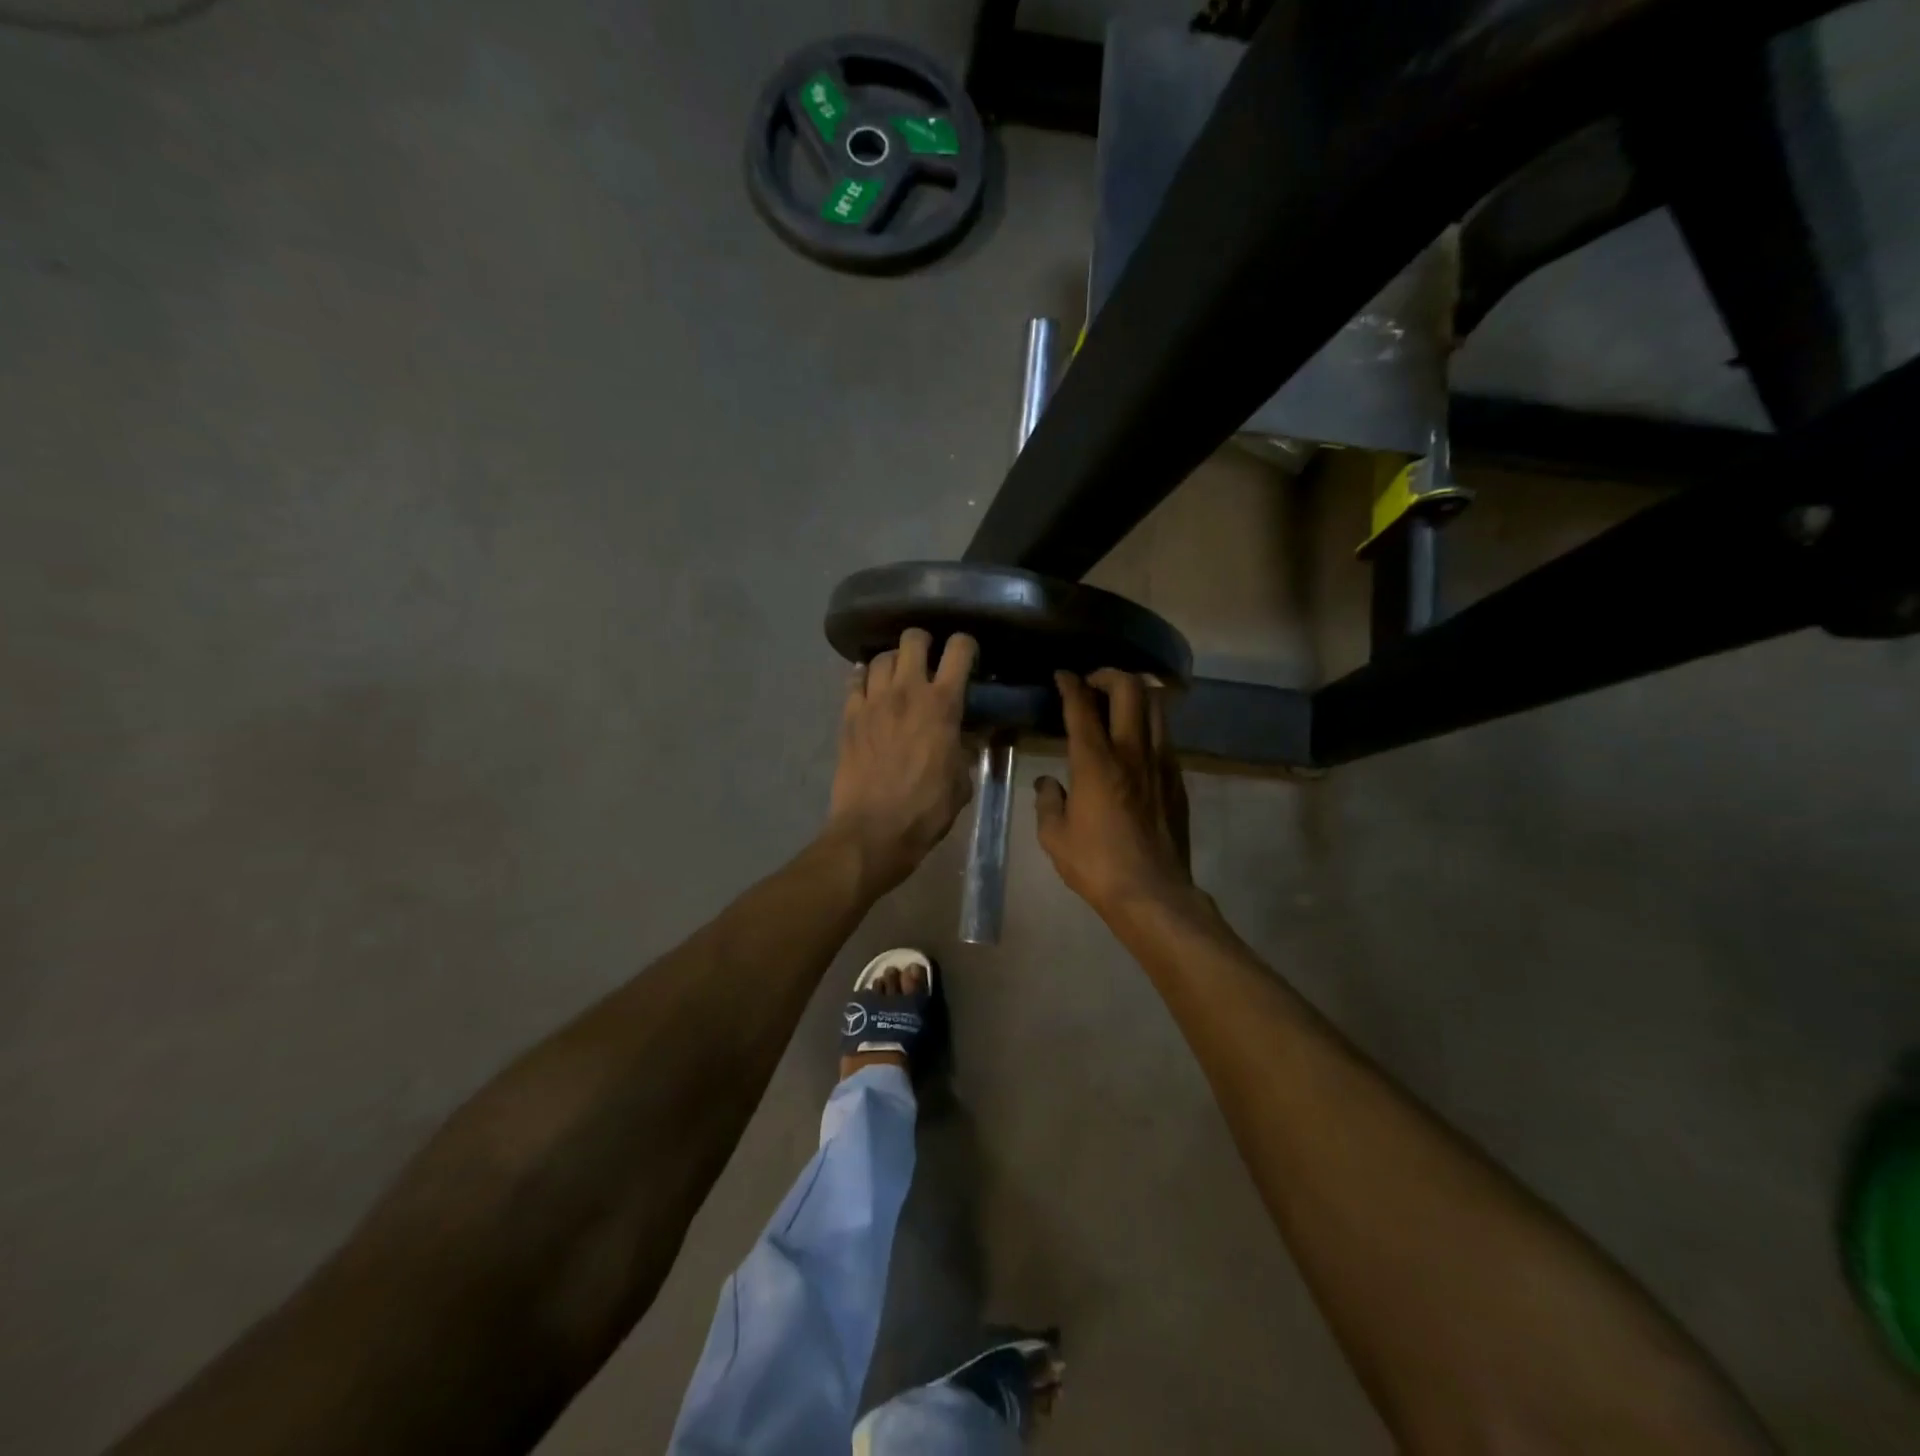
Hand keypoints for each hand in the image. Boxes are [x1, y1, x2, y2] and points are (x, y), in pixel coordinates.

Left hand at [827, 629, 978, 894]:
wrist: (873, 831)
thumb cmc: (926, 810)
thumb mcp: (961, 781)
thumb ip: (963, 751)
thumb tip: (963, 739)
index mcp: (942, 704)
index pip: (958, 650)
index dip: (966, 645)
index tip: (968, 656)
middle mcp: (907, 691)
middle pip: (912, 639)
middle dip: (924, 642)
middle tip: (928, 660)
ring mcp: (873, 701)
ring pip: (881, 657)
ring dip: (893, 661)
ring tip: (898, 676)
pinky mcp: (848, 716)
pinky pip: (855, 681)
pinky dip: (865, 679)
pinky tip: (871, 689)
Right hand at [1035, 669, 1195, 921]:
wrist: (1152, 893)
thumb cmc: (1096, 865)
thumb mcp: (1054, 837)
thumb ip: (1047, 802)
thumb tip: (1047, 784)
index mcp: (1095, 762)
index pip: (1082, 707)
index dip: (1070, 684)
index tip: (1061, 675)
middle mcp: (1132, 752)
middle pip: (1131, 689)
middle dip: (1109, 675)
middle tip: (1093, 684)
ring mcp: (1160, 763)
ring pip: (1156, 706)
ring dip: (1136, 694)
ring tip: (1118, 703)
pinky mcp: (1177, 780)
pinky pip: (1165, 736)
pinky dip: (1148, 725)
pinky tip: (1134, 743)